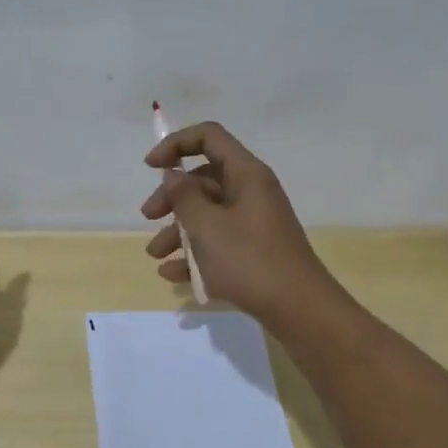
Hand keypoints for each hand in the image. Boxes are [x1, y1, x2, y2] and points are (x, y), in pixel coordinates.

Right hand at [141, 122, 345, 328]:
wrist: (299, 310)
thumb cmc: (249, 260)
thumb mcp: (207, 226)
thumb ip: (183, 196)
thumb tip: (173, 175)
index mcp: (246, 174)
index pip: (209, 137)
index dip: (176, 144)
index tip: (151, 167)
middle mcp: (252, 191)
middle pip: (204, 179)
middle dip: (171, 197)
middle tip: (148, 217)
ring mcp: (254, 222)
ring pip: (208, 214)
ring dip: (178, 231)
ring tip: (156, 256)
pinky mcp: (255, 250)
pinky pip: (219, 242)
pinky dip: (195, 254)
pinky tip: (173, 275)